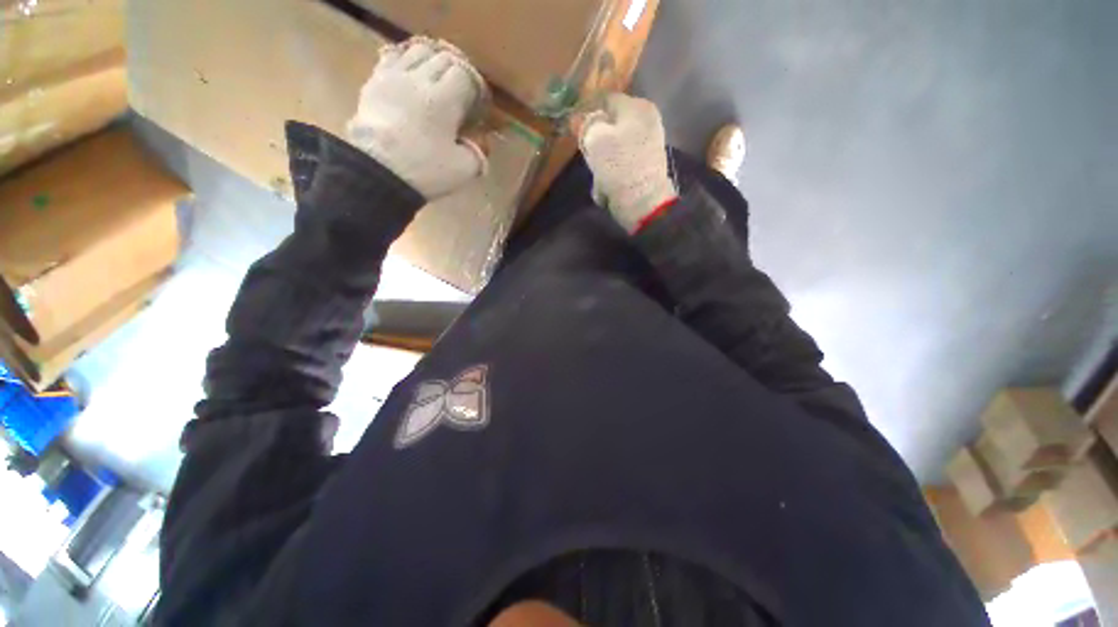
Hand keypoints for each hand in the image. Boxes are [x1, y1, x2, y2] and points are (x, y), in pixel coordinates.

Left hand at [347, 37, 487, 199]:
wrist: (376, 171)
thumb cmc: (424, 169)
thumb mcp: (463, 169)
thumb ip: (478, 153)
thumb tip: (481, 143)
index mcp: (445, 99)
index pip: (464, 74)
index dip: (474, 88)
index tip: (475, 106)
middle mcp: (420, 78)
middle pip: (443, 57)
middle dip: (455, 73)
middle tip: (459, 94)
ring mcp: (394, 76)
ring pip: (418, 50)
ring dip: (431, 62)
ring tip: (435, 81)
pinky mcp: (374, 81)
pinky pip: (393, 56)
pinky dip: (406, 61)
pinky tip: (409, 77)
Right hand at [578, 94, 677, 232]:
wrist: (643, 202)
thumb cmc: (619, 167)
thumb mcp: (595, 140)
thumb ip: (585, 123)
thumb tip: (578, 117)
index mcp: (637, 107)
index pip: (605, 99)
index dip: (587, 113)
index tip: (576, 131)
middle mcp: (646, 120)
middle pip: (610, 124)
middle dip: (596, 141)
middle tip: (589, 156)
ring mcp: (648, 142)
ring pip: (614, 145)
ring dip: (603, 161)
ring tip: (600, 175)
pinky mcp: (646, 163)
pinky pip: (622, 161)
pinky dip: (613, 171)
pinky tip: (608, 183)